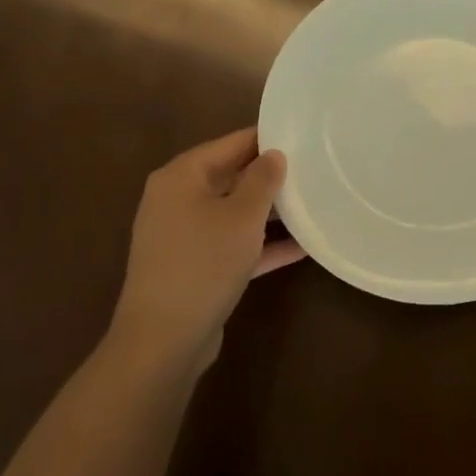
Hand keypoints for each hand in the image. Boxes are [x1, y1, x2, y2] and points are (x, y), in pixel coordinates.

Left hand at [107, 128, 305, 377]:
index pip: (229, 143)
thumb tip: (273, 154)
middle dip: (268, 176)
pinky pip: (231, 245)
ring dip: (268, 213)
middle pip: (229, 177)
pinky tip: (300, 247)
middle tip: (311, 169)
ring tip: (311, 204)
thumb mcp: (242, 216)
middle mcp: (176, 200)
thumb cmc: (203, 263)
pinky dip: (260, 244)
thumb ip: (262, 180)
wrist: (163, 340)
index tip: (301, 135)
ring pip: (232, 213)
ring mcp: (183, 236)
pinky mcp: (193, 268)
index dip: (265, 138)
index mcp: (181, 176)